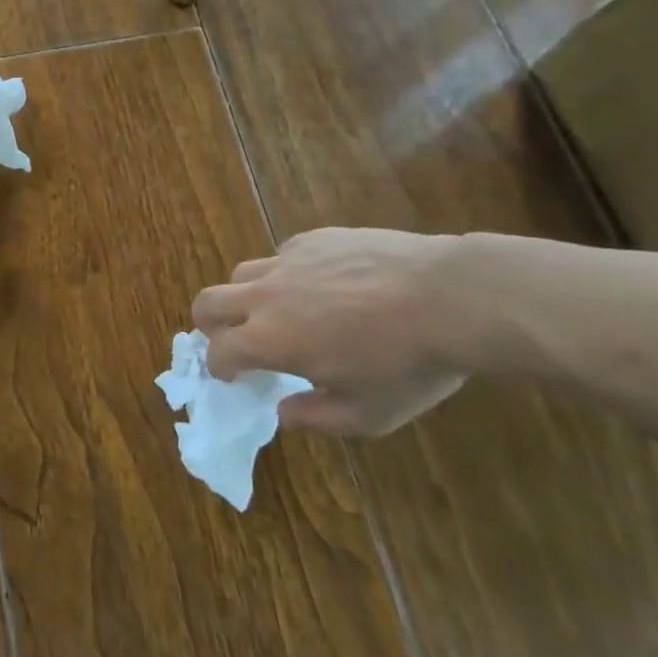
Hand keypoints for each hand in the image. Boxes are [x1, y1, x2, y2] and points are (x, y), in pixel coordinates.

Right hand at [192, 228, 486, 434]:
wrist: (450, 297)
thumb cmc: (408, 364)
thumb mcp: (368, 414)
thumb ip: (316, 417)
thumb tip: (283, 412)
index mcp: (269, 340)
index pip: (218, 352)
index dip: (220, 368)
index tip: (233, 376)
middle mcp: (266, 295)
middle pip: (207, 301)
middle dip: (209, 324)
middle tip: (233, 338)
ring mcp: (288, 261)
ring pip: (243, 273)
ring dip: (247, 296)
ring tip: (279, 310)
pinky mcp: (314, 239)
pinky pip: (284, 255)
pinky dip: (288, 274)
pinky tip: (324, 286)